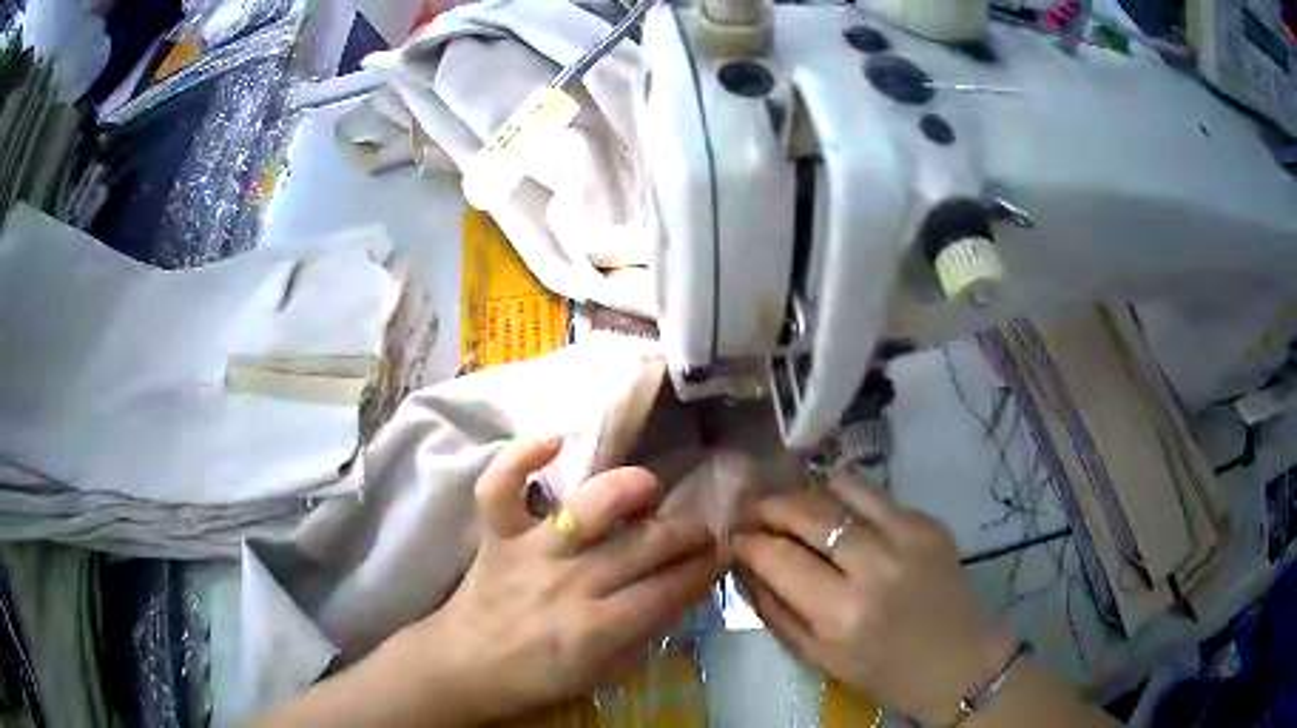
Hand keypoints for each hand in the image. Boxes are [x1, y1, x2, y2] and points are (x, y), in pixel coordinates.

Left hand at [388, 436, 726, 724]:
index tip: (725, 552)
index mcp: (596, 629)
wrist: (464, 666)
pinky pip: (502, 487)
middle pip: (644, 546)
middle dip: (687, 532)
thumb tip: (682, 592)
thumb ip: (644, 635)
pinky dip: (522, 456)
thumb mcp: (602, 673)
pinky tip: (556, 436)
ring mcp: (530, 552)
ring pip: (588, 508)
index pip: (668, 590)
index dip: (704, 569)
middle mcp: (569, 583)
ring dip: (628, 489)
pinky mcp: (496, 535)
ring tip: (648, 487)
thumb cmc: (536, 676)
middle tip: (702, 526)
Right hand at [733, 472, 1015, 724]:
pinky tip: (839, 513)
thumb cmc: (882, 670)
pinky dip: (845, 495)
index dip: (747, 540)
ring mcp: (907, 536)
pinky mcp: (928, 522)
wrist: (957, 661)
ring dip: (807, 493)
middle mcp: (874, 566)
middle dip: (769, 506)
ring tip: (794, 507)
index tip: (733, 536)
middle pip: (807, 511)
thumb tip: (743, 566)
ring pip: (840, 488)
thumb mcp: (817, 656)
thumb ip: (774, 610)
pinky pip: (874, 493)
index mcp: (841, 613)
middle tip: (754, 511)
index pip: (777, 557)